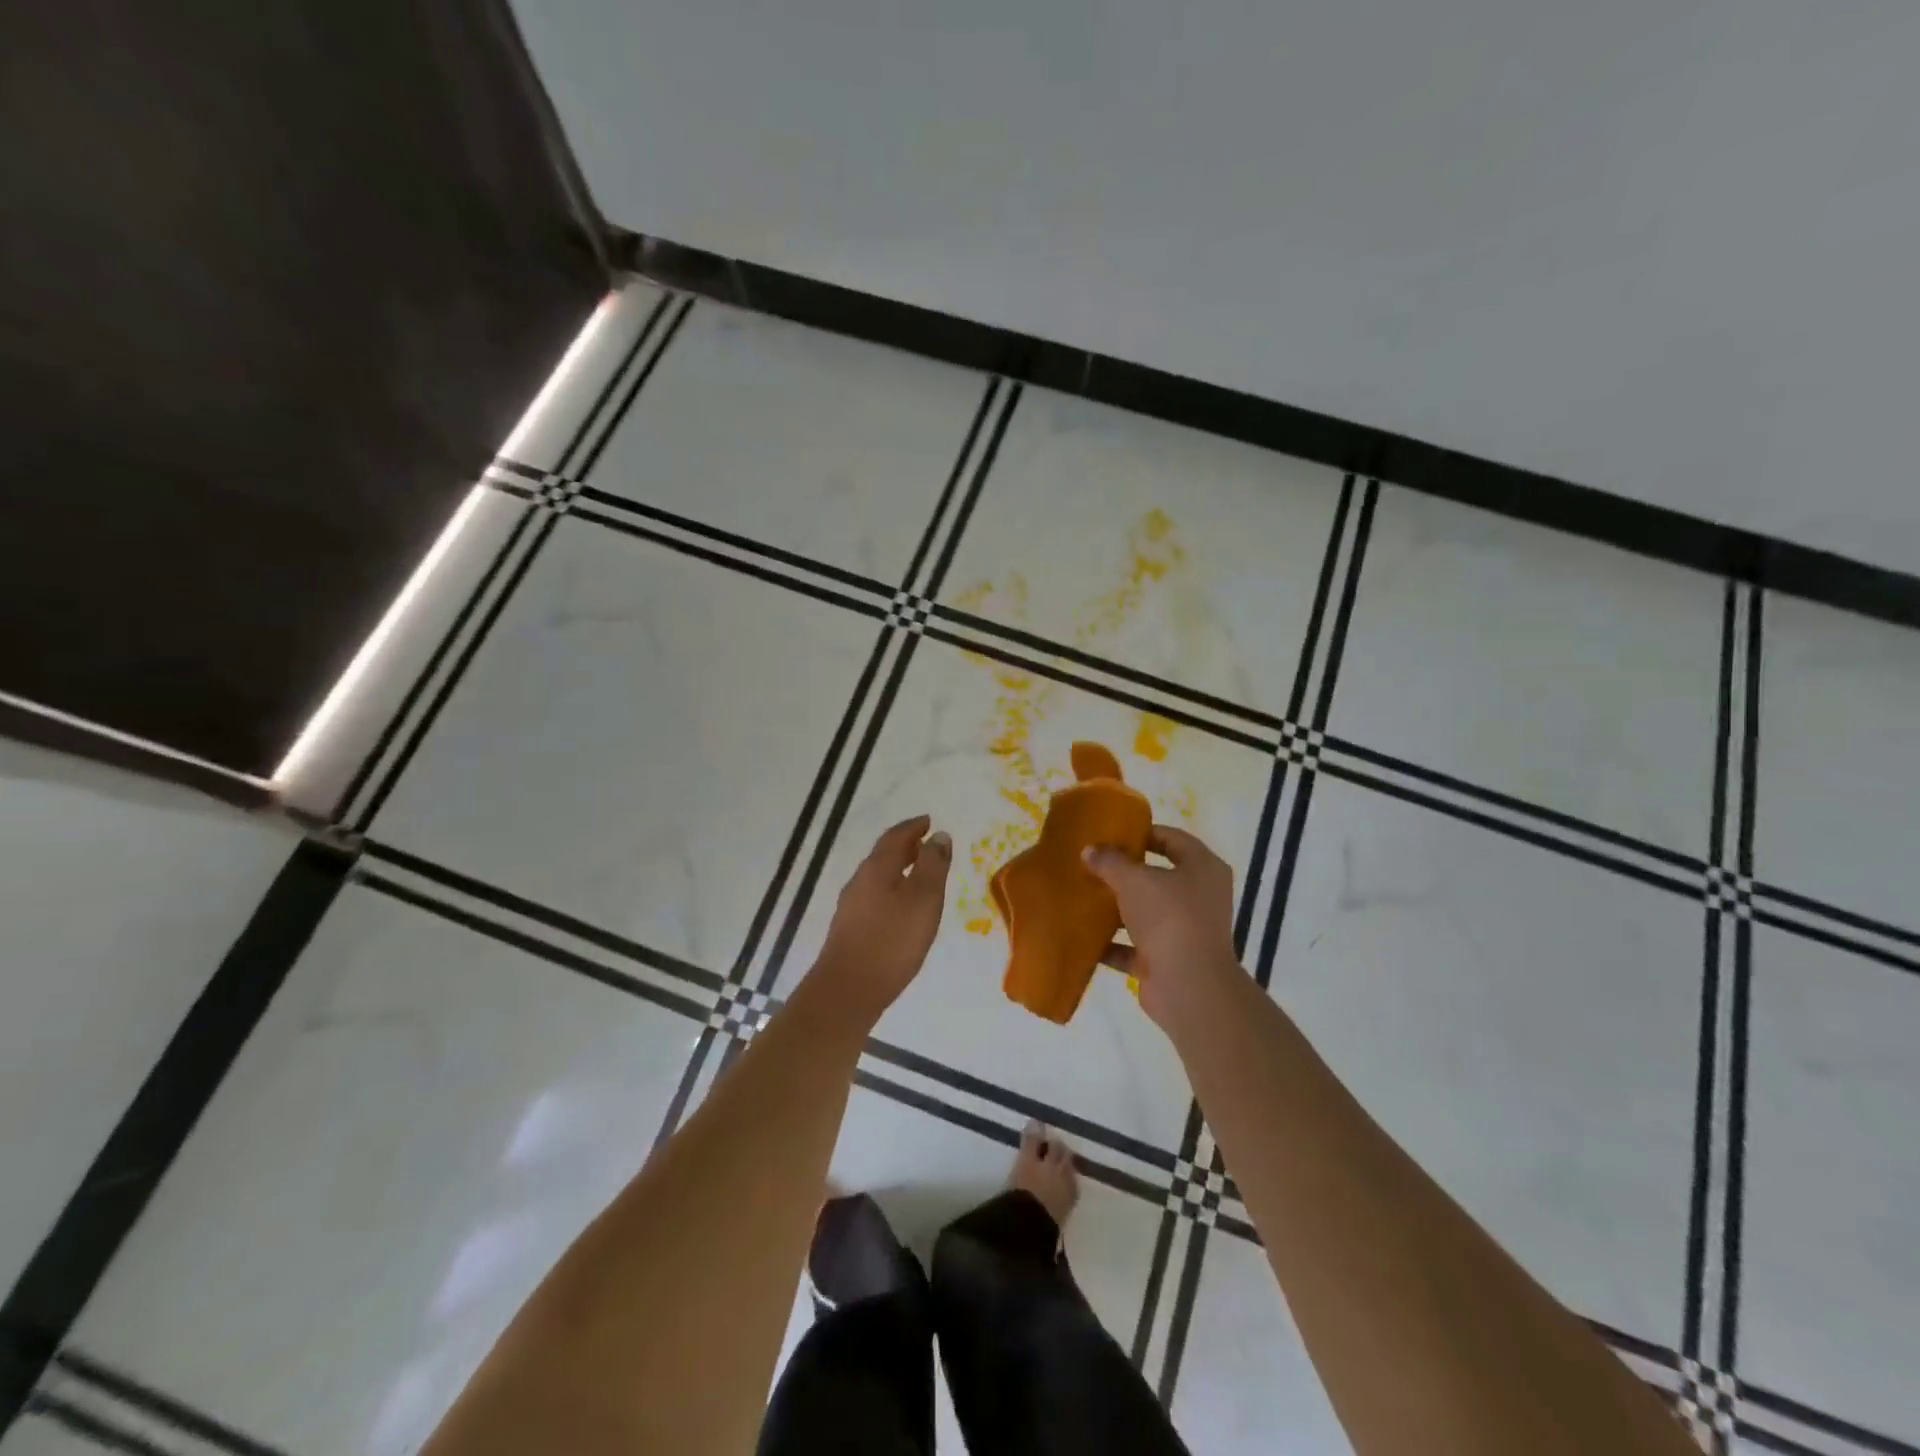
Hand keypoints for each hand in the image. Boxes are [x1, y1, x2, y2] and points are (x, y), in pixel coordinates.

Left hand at [811, 815, 951, 1024]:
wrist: (848, 991)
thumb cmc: (892, 941)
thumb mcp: (923, 899)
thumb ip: (932, 866)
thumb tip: (939, 836)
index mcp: (876, 868)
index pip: (895, 837)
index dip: (914, 827)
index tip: (929, 822)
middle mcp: (859, 881)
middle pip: (883, 855)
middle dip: (906, 846)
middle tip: (926, 844)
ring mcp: (851, 906)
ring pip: (878, 877)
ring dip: (898, 869)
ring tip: (919, 874)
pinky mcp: (850, 929)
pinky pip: (874, 897)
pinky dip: (892, 890)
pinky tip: (902, 909)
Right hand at [1084, 826, 1244, 1029]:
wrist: (1188, 987)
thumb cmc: (1169, 917)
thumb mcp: (1134, 879)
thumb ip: (1109, 861)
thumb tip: (1089, 851)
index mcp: (1202, 868)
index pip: (1172, 838)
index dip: (1142, 833)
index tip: (1110, 834)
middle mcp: (1200, 897)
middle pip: (1157, 876)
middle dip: (1124, 872)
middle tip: (1091, 863)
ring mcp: (1185, 931)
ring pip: (1145, 912)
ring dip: (1116, 908)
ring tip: (1082, 896)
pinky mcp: (1168, 960)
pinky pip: (1135, 946)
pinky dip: (1112, 943)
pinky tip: (1083, 937)